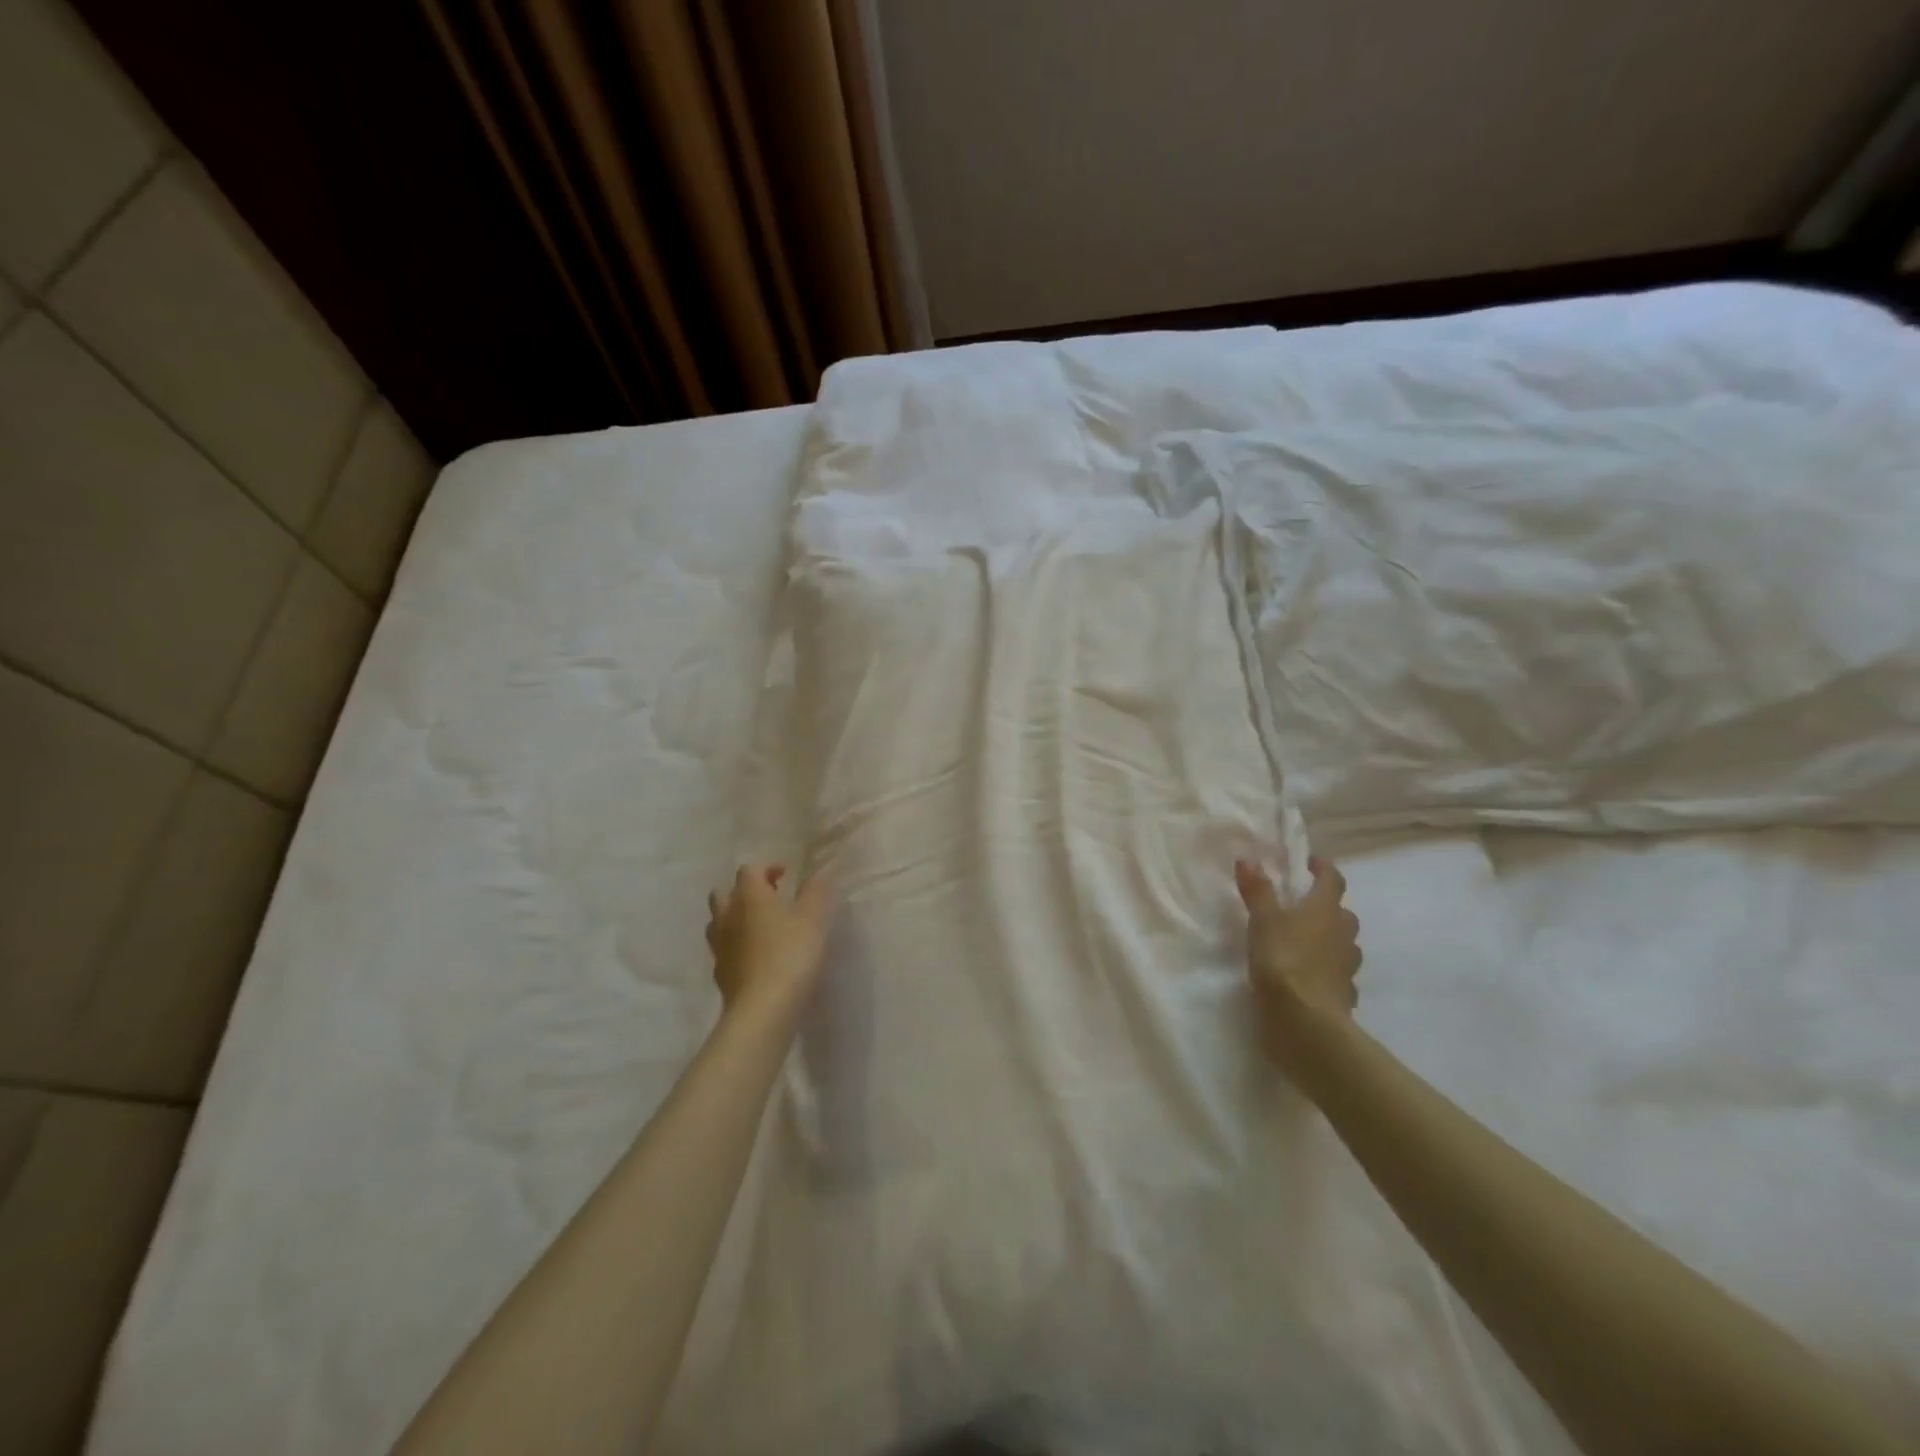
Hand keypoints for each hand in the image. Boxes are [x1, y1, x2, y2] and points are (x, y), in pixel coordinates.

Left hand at [706, 864, 833, 1020]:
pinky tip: (756, 957)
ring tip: (761, 928)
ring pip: (719, 921)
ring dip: (736, 918)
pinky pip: (724, 949)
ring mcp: (719, 945)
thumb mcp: (813, 918)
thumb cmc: (790, 953)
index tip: (787, 878)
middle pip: (724, 892)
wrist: (763, 1008)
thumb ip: (816, 892)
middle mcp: (727, 915)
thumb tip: (818, 873)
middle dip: (744, 891)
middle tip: (770, 899)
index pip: (749, 869)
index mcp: (748, 895)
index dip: (768, 869)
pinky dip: (736, 946)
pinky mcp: (720, 972)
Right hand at [1235, 855, 1360, 1061]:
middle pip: (1343, 914)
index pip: (1333, 881)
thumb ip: (1257, 891)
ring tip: (1306, 943)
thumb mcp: (1262, 921)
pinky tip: (1313, 978)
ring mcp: (1347, 967)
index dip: (1323, 869)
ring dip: (1330, 940)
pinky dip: (1328, 972)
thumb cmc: (1283, 960)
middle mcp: (1342, 934)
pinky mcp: (1344, 995)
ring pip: (1344, 945)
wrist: (1305, 1020)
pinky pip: (1339, 976)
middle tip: (1305, 907)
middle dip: (1327, 908)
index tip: (1311, 863)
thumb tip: (1249, 860)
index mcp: (1325, 910)